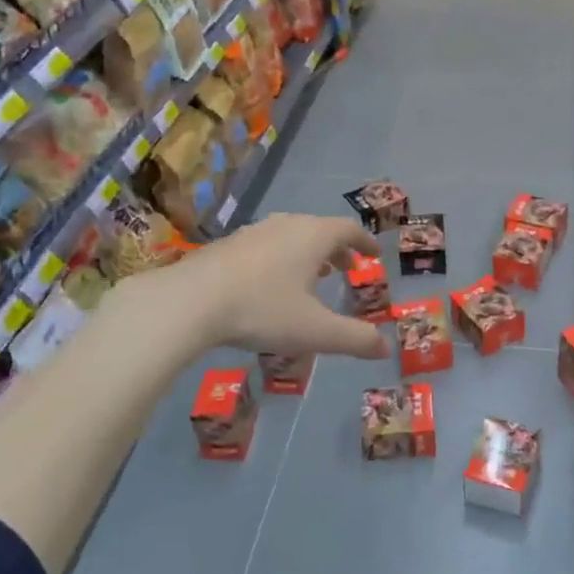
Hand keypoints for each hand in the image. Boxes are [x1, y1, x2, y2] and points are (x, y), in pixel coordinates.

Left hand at [164, 212, 387, 359]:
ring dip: (307, 253)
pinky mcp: (226, 245)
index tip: (374, 254)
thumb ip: (353, 339)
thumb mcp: (314, 331)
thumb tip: (385, 348)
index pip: (348, 230)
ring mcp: (253, 232)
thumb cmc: (261, 310)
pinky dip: (280, 257)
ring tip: (310, 276)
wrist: (188, 301)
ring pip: (290, 235)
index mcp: (312, 237)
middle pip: (319, 229)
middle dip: (337, 249)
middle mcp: (286, 225)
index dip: (364, 242)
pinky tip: (269, 283)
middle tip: (345, 269)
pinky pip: (266, 244)